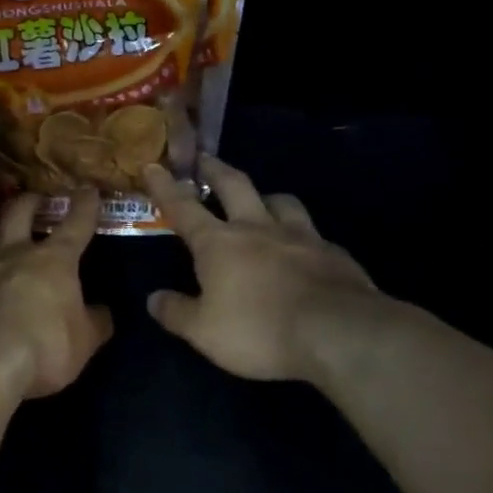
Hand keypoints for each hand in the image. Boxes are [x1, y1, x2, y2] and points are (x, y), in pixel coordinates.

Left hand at [0, 191, 114, 398]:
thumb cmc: (42, 348)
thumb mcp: (83, 343)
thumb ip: (94, 323)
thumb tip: (101, 312)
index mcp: (52, 261)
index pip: (75, 224)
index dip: (84, 206)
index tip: (87, 190)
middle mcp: (11, 254)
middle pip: (18, 212)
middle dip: (30, 201)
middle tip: (35, 199)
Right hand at [141, 158, 391, 382]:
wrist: (339, 333)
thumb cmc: (259, 330)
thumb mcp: (204, 332)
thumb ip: (177, 312)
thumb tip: (153, 298)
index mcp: (218, 243)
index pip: (183, 207)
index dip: (165, 187)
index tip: (153, 165)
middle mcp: (257, 228)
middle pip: (234, 186)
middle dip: (215, 170)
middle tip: (205, 159)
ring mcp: (300, 236)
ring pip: (280, 201)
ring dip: (265, 196)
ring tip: (261, 200)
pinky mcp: (334, 253)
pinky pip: (312, 232)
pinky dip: (301, 233)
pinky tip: (303, 247)